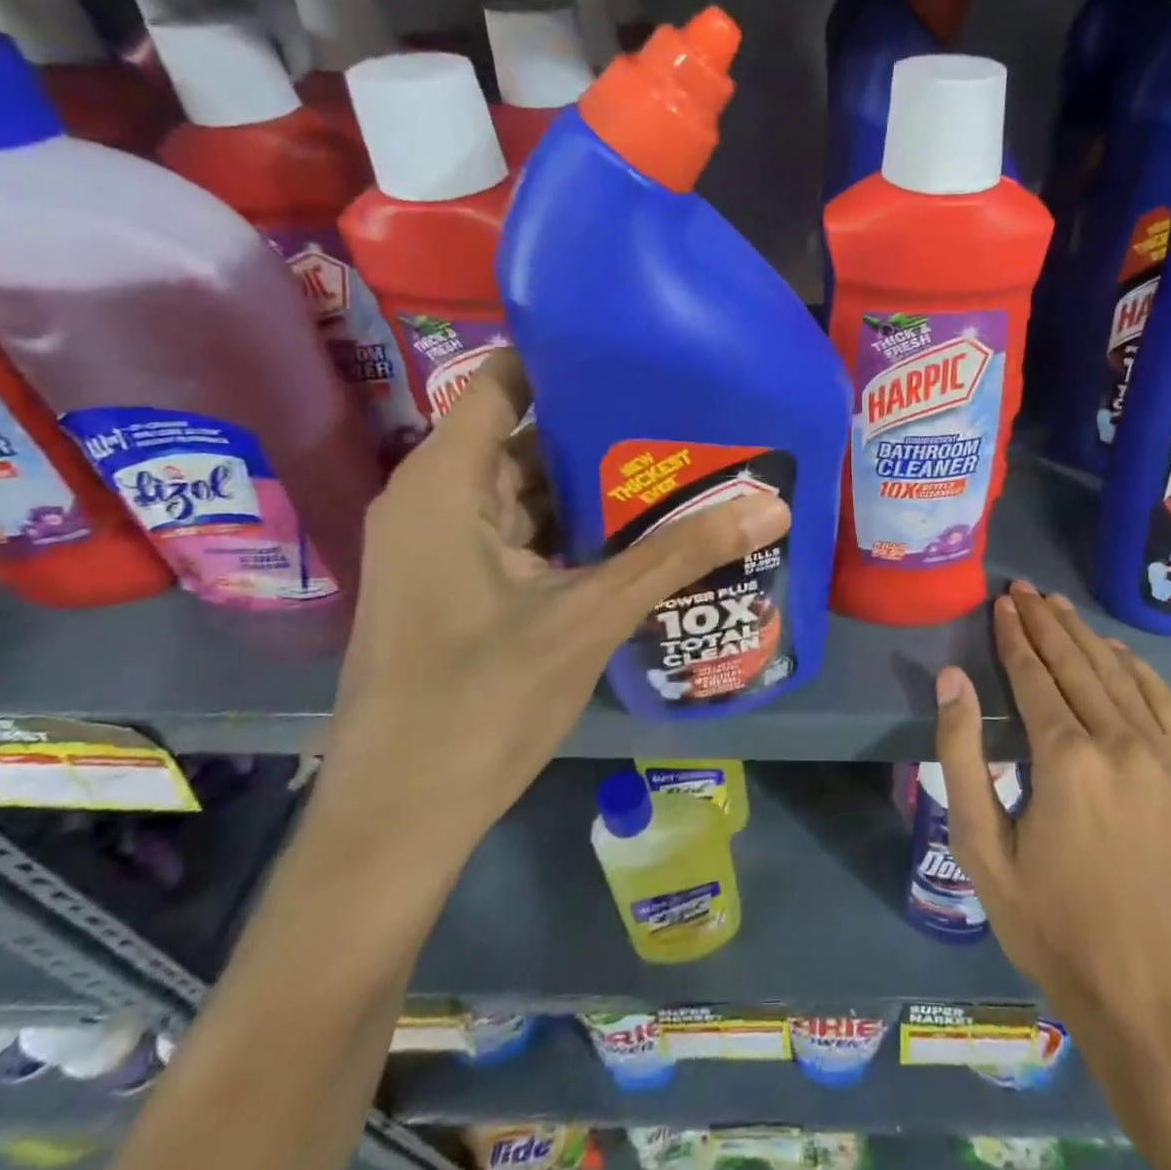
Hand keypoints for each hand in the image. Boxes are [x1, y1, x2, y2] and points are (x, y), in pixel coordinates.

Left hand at [317, 348, 790, 864]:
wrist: (399, 818)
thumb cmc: (480, 701)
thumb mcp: (591, 615)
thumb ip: (681, 554)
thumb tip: (771, 505)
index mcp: (446, 484)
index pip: (504, 382)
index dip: (567, 359)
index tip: (640, 351)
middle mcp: (438, 501)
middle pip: (526, 436)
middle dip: (602, 428)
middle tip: (683, 414)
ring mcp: (447, 548)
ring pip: (531, 491)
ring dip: (596, 486)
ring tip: (678, 465)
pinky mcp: (462, 587)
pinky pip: (526, 535)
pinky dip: (577, 530)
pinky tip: (642, 534)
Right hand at [933, 580, 1170, 1032]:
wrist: (1148, 993)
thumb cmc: (1050, 922)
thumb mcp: (981, 847)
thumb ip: (962, 755)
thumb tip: (952, 679)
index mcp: (1066, 759)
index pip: (1034, 676)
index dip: (1015, 635)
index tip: (1002, 602)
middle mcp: (1121, 744)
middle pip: (1077, 664)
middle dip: (1046, 622)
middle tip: (1024, 589)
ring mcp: (1167, 759)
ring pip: (1119, 676)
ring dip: (1085, 636)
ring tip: (1059, 607)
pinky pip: (1164, 703)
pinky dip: (1136, 669)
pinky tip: (1115, 651)